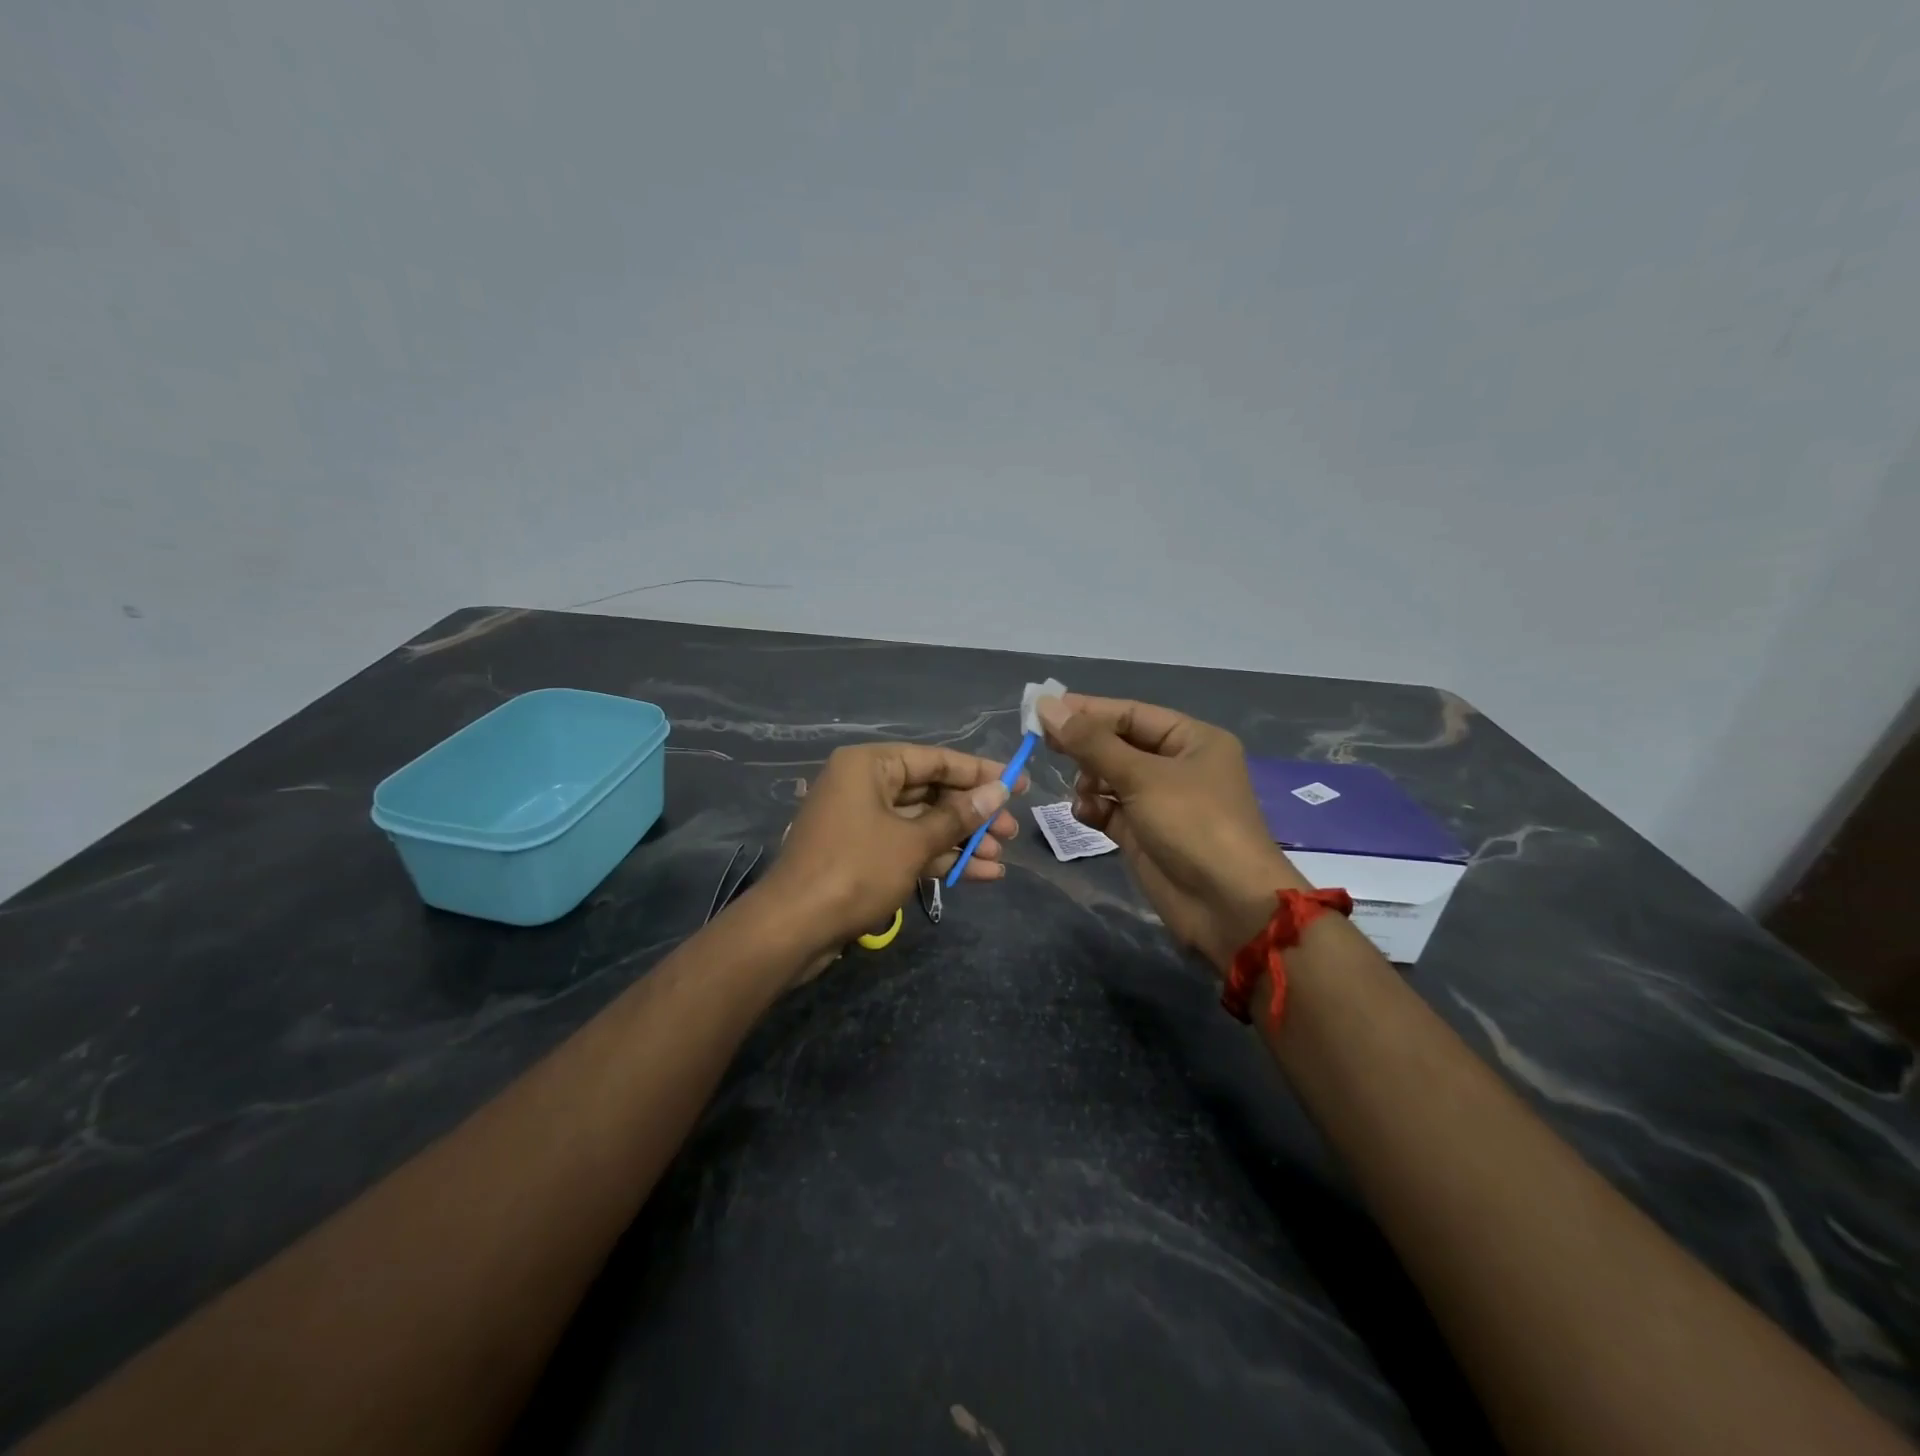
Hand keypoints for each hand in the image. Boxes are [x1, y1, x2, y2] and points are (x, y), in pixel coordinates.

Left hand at [755, 743, 1024, 972]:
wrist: (793, 928)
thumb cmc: (855, 870)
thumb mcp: (913, 842)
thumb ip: (958, 816)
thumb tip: (998, 792)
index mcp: (870, 765)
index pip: (936, 760)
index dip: (980, 772)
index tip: (1019, 784)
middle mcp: (864, 785)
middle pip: (931, 792)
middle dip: (973, 814)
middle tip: (1012, 831)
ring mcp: (861, 821)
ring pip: (923, 823)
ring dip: (962, 840)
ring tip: (1002, 856)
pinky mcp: (862, 854)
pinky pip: (908, 846)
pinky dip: (940, 858)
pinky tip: (980, 874)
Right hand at [1036, 694, 1308, 970]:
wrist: (1227, 906)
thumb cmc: (1193, 825)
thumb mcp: (1142, 777)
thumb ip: (1091, 743)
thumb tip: (1046, 706)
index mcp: (1192, 740)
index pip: (1131, 714)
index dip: (1087, 711)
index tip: (1042, 710)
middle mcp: (1177, 766)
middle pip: (1119, 744)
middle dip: (1086, 747)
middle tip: (1044, 745)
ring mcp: (1161, 802)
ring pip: (1111, 778)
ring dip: (1089, 780)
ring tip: (1080, 790)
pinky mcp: (1145, 834)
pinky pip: (1110, 810)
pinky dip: (1094, 808)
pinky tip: (1084, 813)